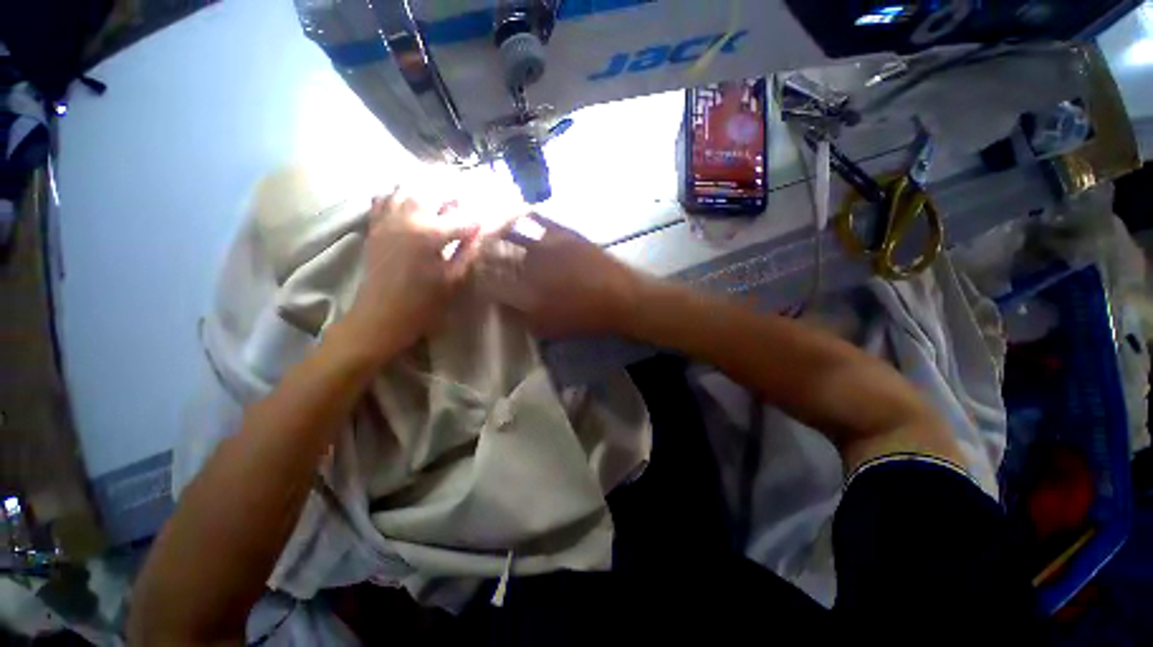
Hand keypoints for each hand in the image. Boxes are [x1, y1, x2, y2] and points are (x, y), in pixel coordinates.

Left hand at [342, 191, 478, 360]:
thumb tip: (482, 232)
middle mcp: (406, 217)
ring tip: (442, 202)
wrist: (380, 317)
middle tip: (468, 207)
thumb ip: (469, 252)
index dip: (483, 218)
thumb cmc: (422, 304)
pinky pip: (384, 198)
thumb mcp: (453, 280)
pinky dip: (399, 195)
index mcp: (429, 234)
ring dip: (428, 190)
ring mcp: (386, 219)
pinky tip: (410, 204)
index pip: (464, 218)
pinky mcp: (374, 226)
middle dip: (454, 195)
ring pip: (407, 188)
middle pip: (433, 191)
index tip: (501, 215)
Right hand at [477, 213, 642, 337]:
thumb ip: (521, 316)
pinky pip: (537, 218)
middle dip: (479, 249)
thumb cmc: (585, 318)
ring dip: (493, 227)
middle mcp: (530, 264)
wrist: (621, 297)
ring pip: (510, 231)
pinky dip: (521, 213)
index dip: (476, 275)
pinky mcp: (562, 232)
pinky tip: (514, 210)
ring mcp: (546, 245)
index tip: (470, 272)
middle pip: (495, 252)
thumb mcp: (549, 327)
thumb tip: (502, 304)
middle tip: (471, 246)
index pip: (489, 280)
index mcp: (524, 291)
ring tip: (484, 224)